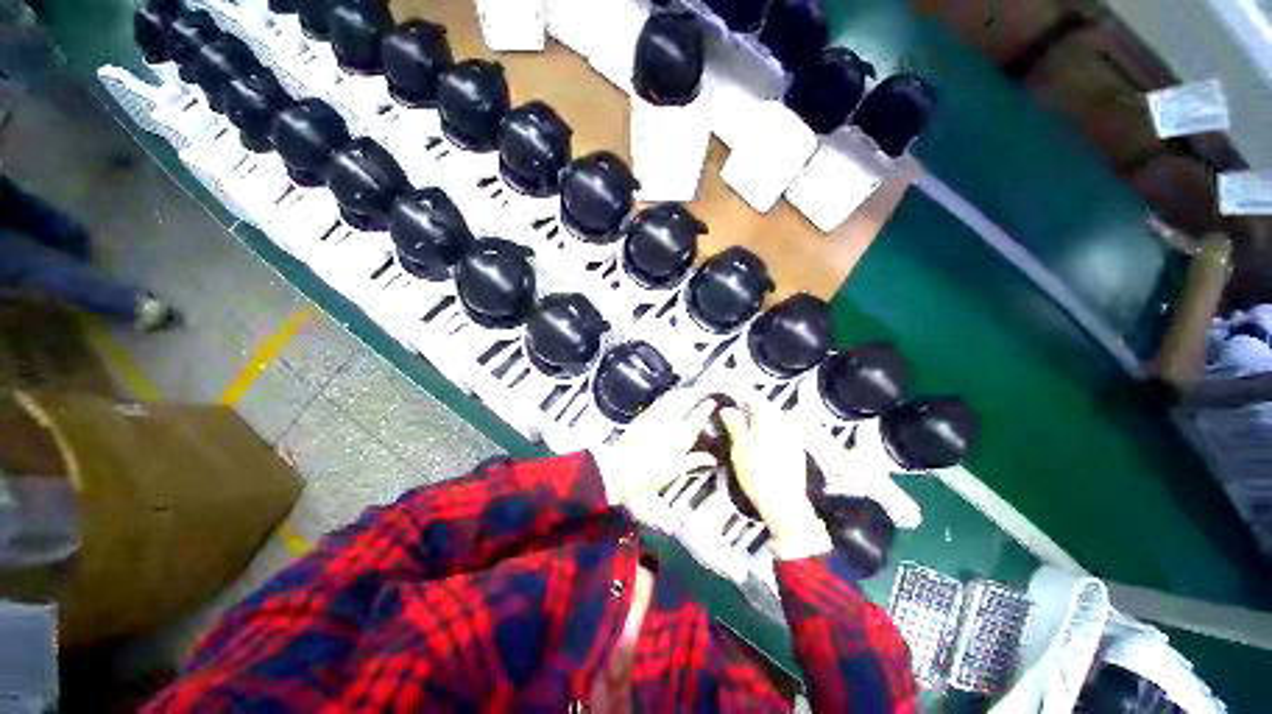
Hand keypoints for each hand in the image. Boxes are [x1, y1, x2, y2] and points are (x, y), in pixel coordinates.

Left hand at [598, 388, 717, 507]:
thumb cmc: (648, 475)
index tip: (712, 402)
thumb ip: (694, 461)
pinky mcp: (644, 415)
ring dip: (683, 391)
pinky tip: (672, 396)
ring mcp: (655, 416)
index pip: (698, 417)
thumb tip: (711, 459)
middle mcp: (669, 422)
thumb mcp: (675, 471)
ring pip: (673, 397)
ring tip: (690, 390)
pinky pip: (660, 400)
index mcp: (680, 437)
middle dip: (697, 392)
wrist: (621, 469)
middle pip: (686, 400)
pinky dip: (670, 395)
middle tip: (704, 388)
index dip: (706, 407)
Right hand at [720, 406, 832, 559]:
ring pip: (773, 425)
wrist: (783, 502)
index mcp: (766, 419)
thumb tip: (727, 410)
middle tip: (737, 427)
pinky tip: (763, 453)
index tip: (732, 410)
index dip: (740, 404)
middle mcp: (783, 424)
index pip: (752, 401)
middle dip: (751, 417)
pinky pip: (782, 438)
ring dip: (762, 428)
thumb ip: (734, 426)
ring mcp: (793, 437)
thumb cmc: (757, 475)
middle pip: (764, 412)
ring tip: (749, 442)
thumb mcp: (738, 448)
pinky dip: (772, 440)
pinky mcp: (798, 451)